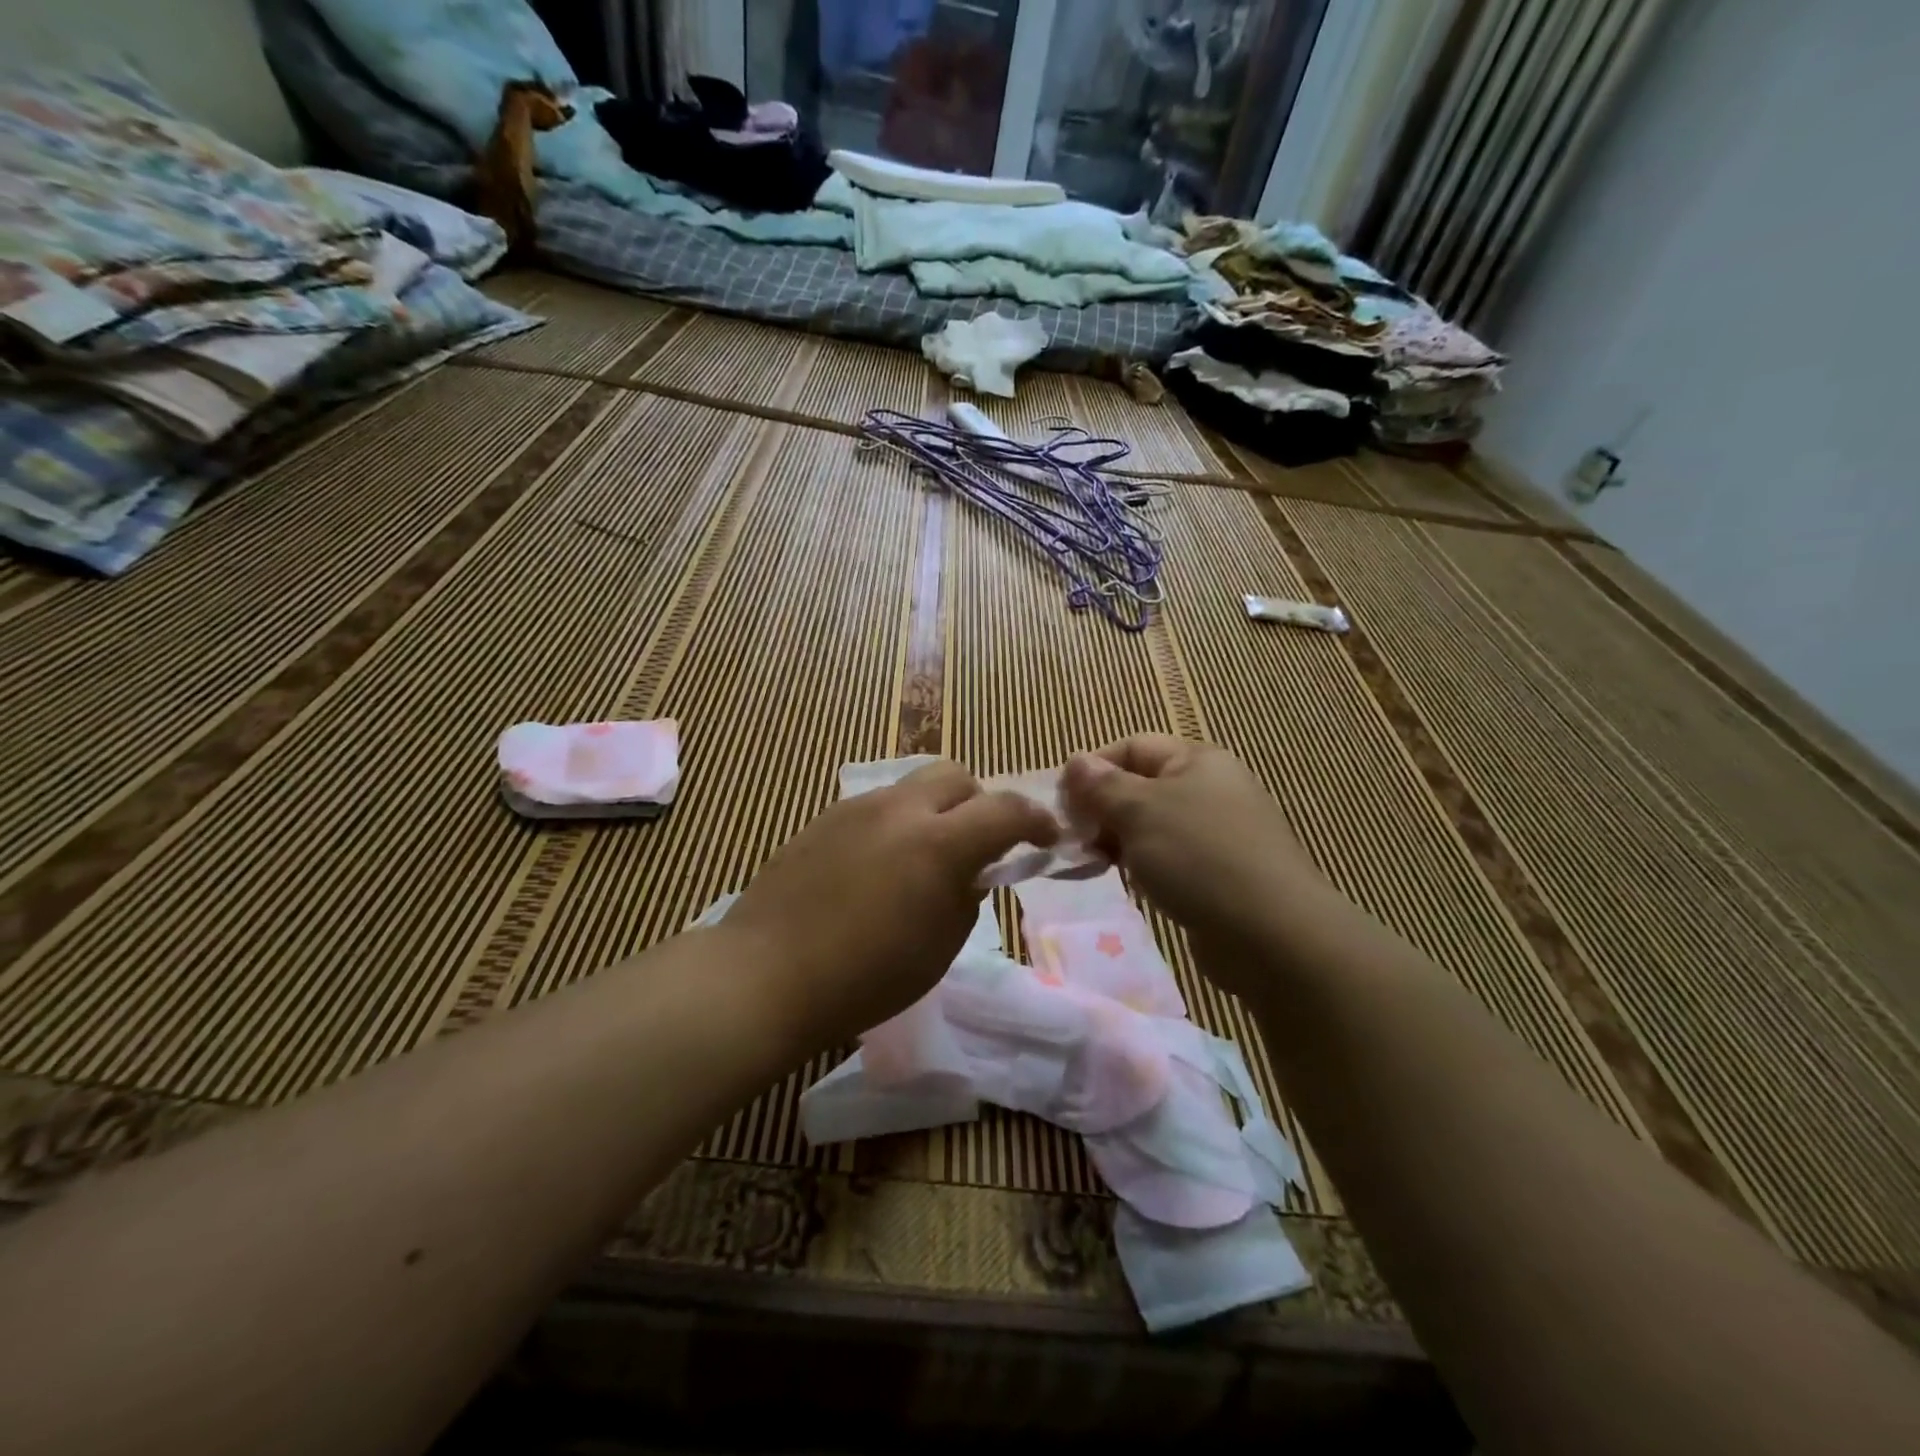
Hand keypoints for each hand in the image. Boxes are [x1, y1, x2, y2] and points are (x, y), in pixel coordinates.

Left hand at [722, 761, 1057, 1047]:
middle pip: (957, 774)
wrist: (766, 974)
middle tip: (979, 843)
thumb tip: (970, 872)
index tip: (1046, 838)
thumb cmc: (865, 977)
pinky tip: (880, 864)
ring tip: (926, 855)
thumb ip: (966, 897)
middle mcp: (901, 809)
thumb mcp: (940, 947)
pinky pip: (877, 805)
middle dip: (980, 802)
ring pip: (914, 785)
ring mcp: (857, 808)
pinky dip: (897, 822)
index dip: (1036, 819)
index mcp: (939, 844)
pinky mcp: (824, 818)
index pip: (1006, 809)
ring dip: (936, 810)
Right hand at [1060, 736, 1334, 985]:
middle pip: (1140, 786)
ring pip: (1151, 825)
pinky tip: (1124, 882)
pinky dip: (1141, 864)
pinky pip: (1167, 857)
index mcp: (1197, 760)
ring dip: (1116, 839)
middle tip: (1070, 838)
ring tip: (1091, 862)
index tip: (1060, 802)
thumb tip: (1075, 761)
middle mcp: (1210, 788)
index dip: (1092, 768)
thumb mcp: (1140, 811)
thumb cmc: (1198, 857)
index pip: (1131, 747)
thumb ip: (1102, 786)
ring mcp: (1217, 832)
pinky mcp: (1218, 872)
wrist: (1272, 934)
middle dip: (1101, 808)